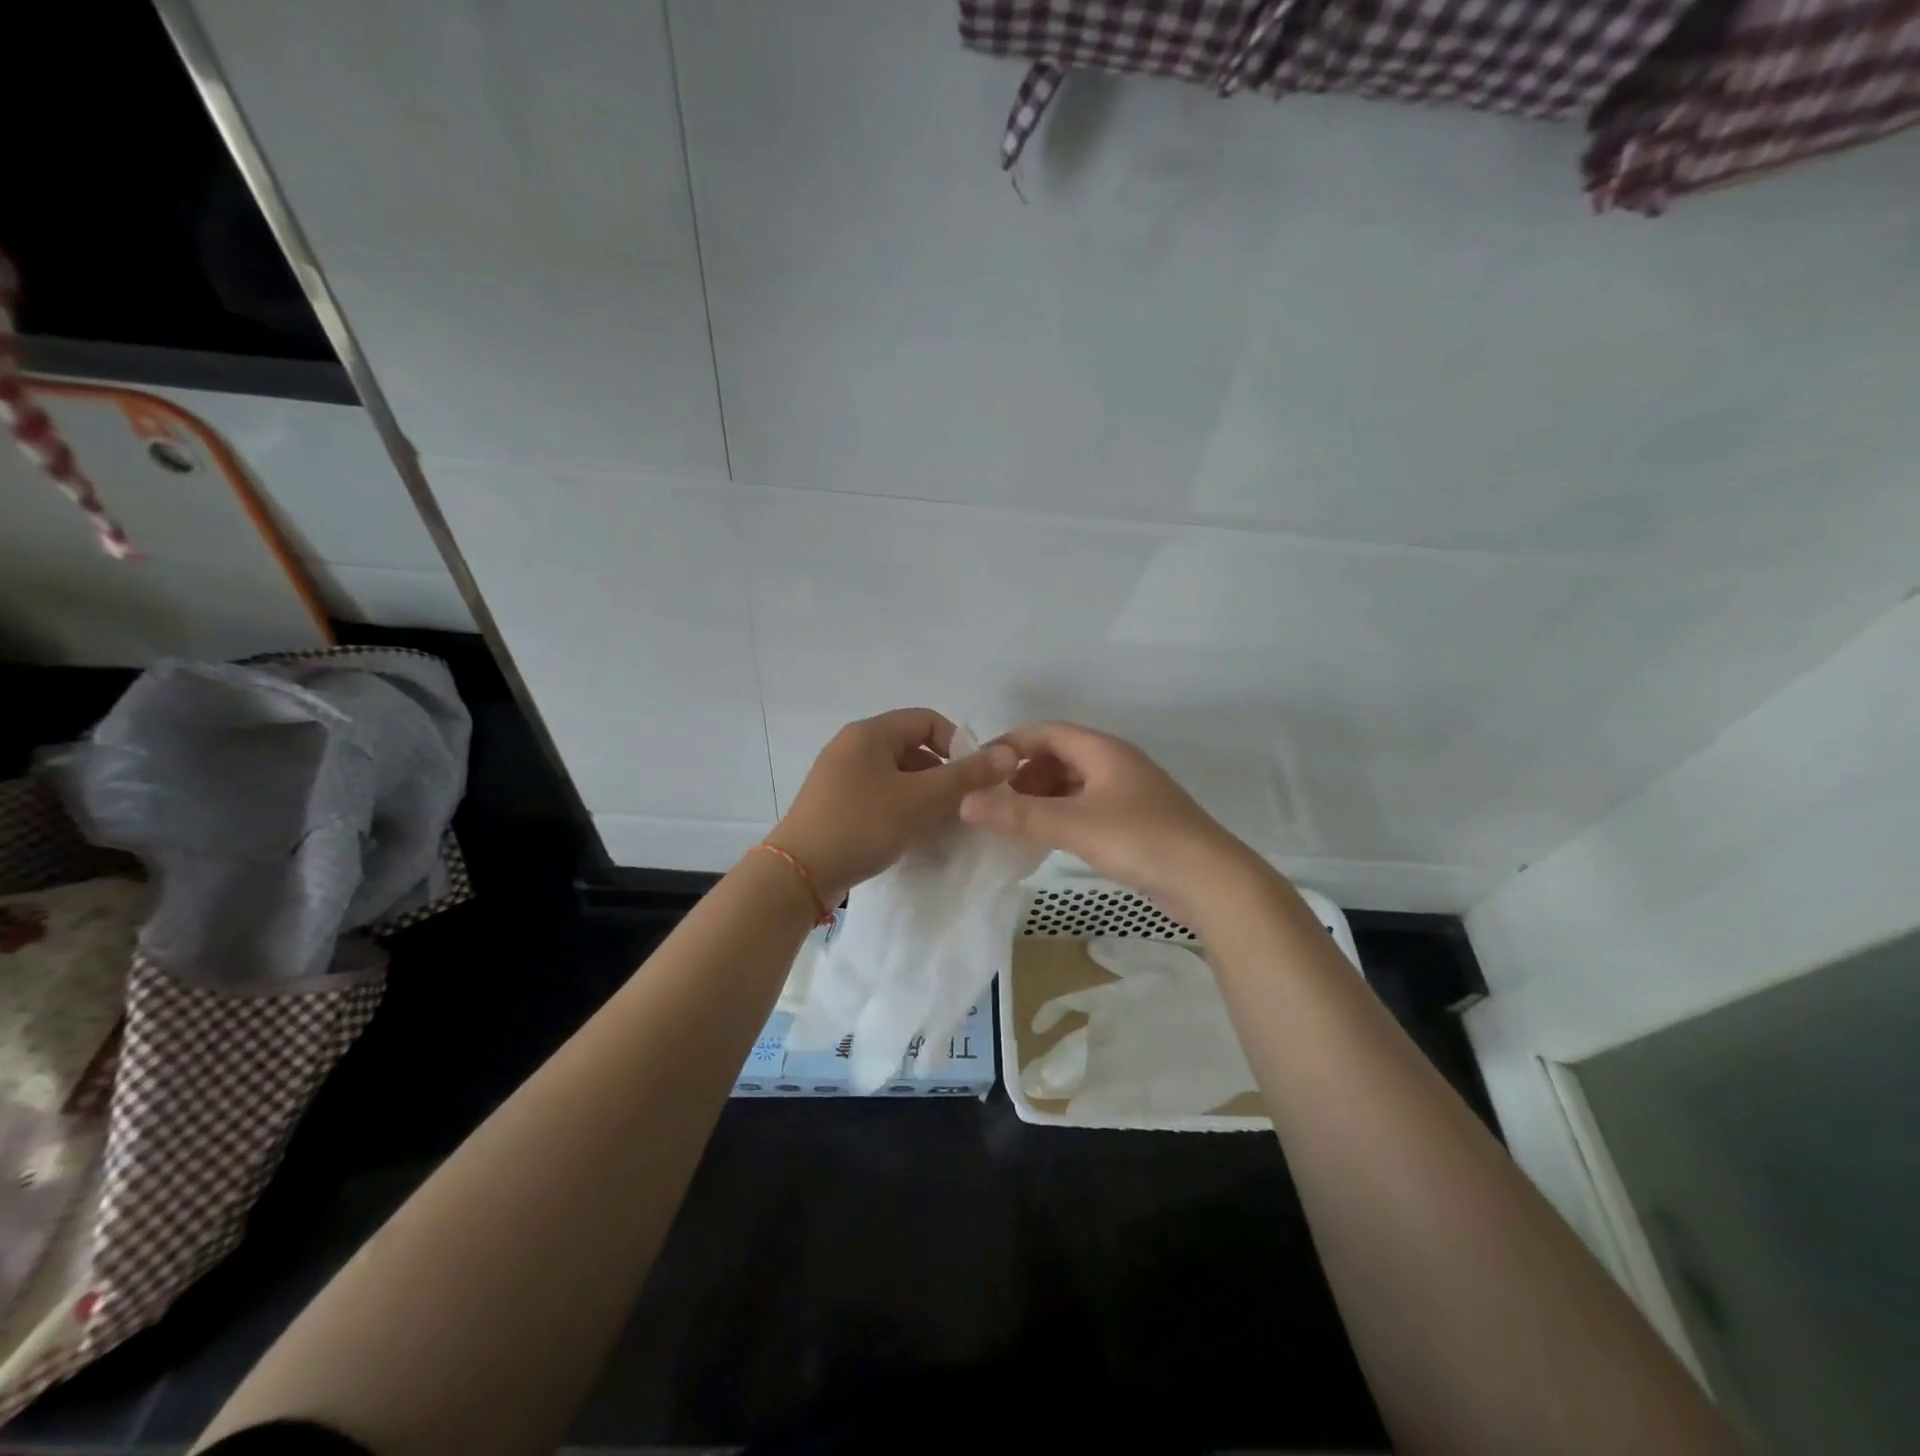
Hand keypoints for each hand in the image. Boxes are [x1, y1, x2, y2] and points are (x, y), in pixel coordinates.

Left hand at [769, 709, 1017, 901]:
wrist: (798, 873)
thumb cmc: (861, 825)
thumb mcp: (920, 800)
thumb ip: (966, 777)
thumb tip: (1008, 754)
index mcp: (870, 733)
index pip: (927, 720)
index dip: (957, 744)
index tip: (973, 778)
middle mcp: (852, 746)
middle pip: (912, 748)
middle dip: (942, 774)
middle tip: (960, 806)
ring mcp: (840, 775)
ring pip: (897, 775)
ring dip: (923, 794)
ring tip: (939, 824)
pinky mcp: (835, 802)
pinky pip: (879, 794)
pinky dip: (901, 807)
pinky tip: (911, 834)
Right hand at [957, 721, 1265, 920]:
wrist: (1210, 881)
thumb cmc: (1142, 840)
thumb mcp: (1074, 825)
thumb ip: (1019, 815)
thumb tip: (965, 802)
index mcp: (1103, 750)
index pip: (1047, 732)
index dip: (1011, 745)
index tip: (980, 769)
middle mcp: (1115, 764)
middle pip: (1058, 756)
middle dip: (1024, 775)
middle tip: (995, 802)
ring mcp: (1127, 793)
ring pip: (1072, 784)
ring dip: (1041, 798)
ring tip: (1014, 823)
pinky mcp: (1134, 821)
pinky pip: (1086, 807)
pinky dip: (1061, 816)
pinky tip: (1048, 839)